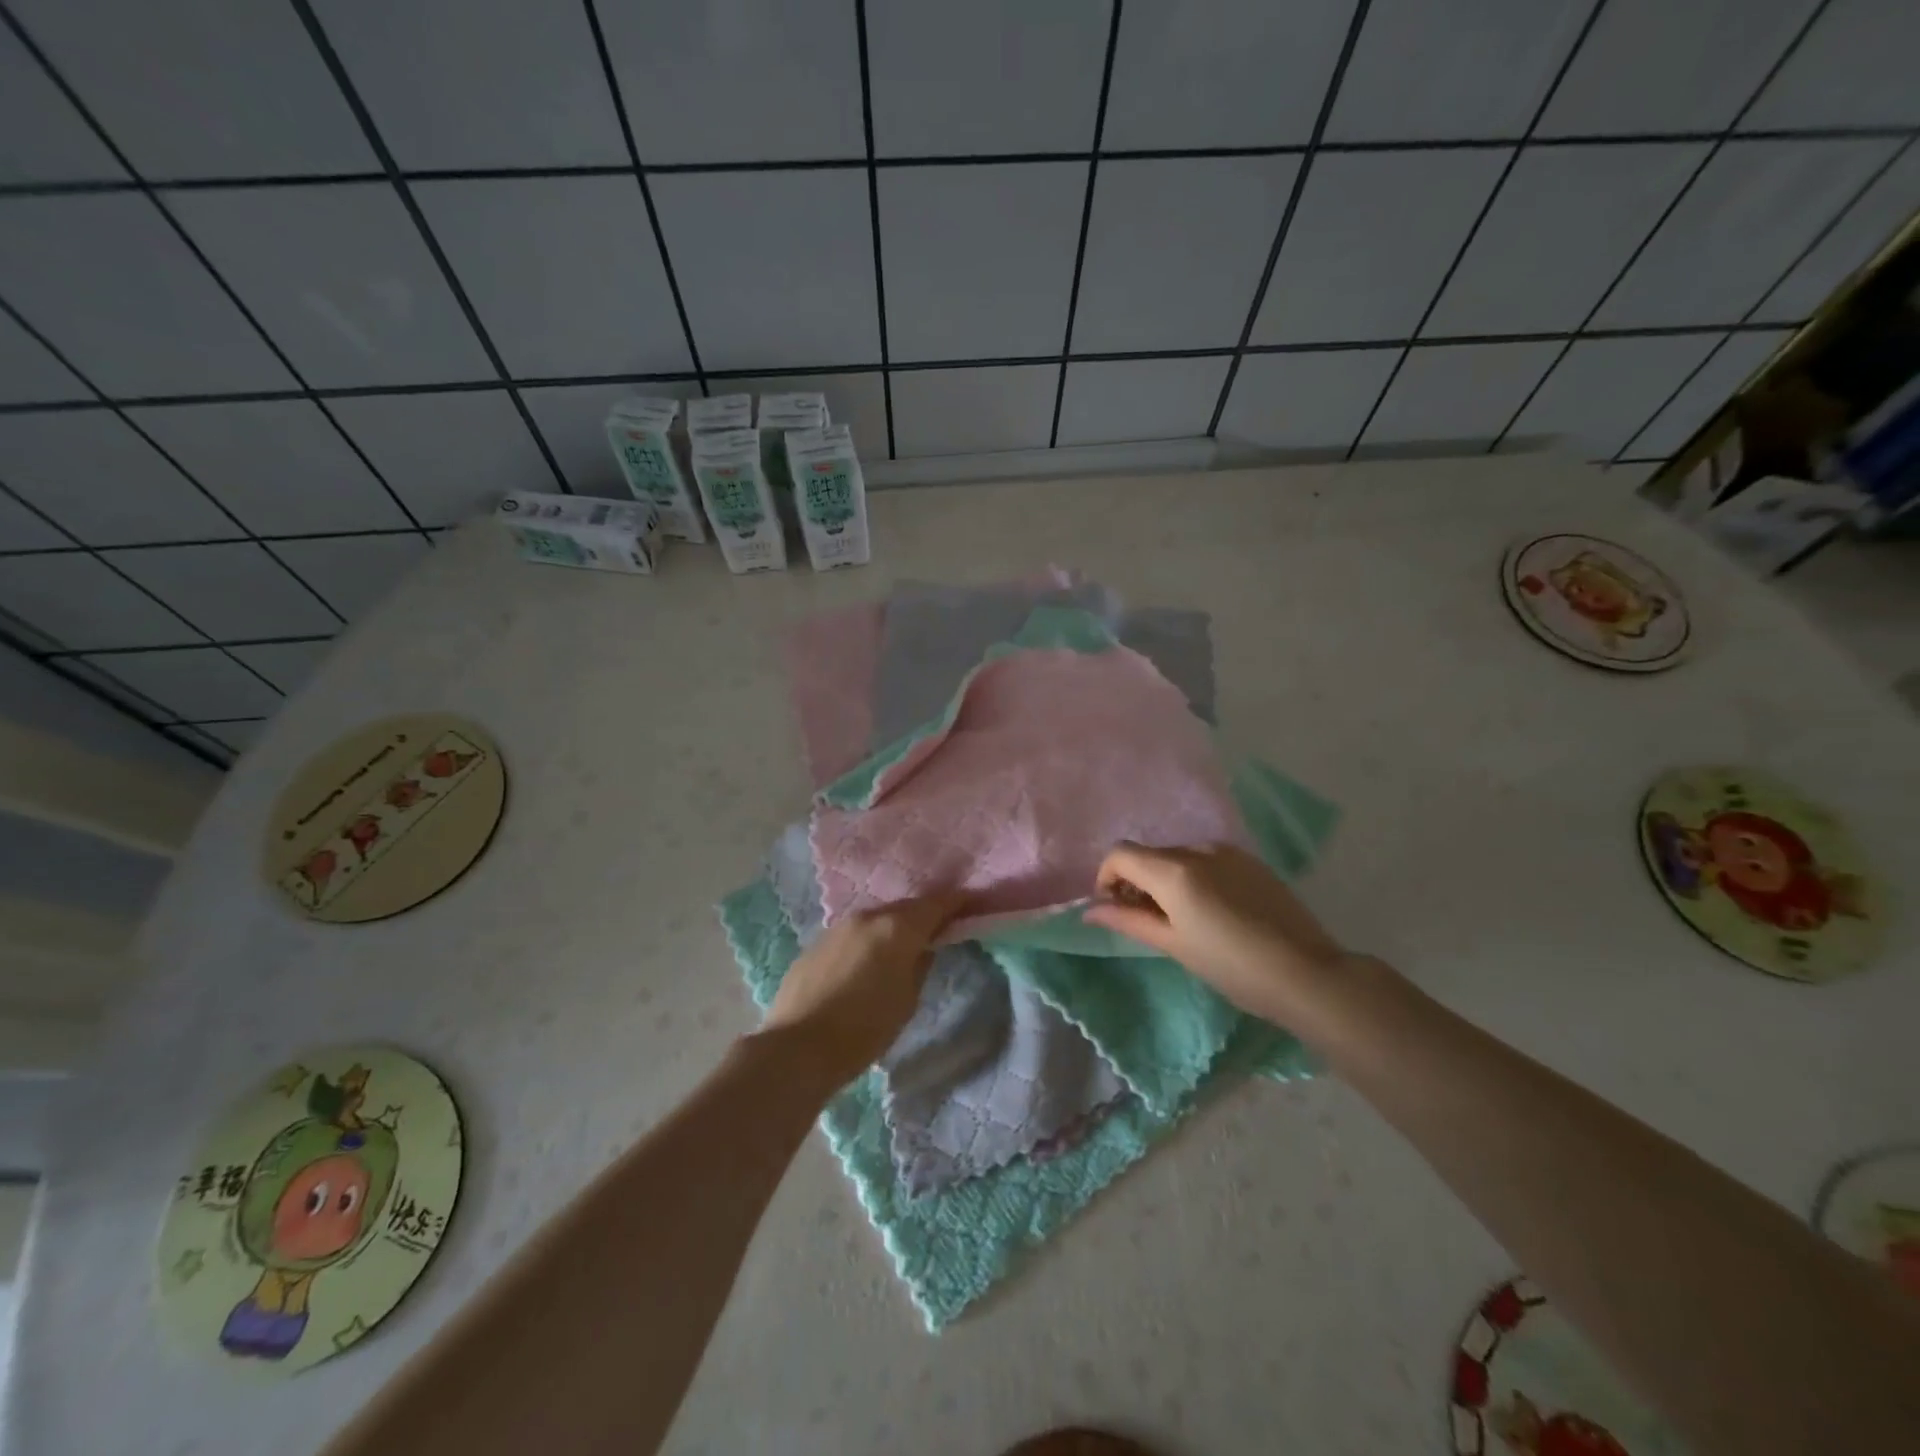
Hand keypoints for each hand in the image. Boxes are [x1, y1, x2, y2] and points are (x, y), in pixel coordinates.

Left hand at [760, 892, 965, 1085]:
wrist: (797, 1047)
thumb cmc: (864, 1029)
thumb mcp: (907, 1001)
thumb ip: (920, 966)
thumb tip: (922, 949)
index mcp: (896, 928)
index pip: (936, 904)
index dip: (958, 902)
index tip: (973, 903)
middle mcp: (867, 917)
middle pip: (904, 908)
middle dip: (924, 916)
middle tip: (940, 929)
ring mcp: (838, 927)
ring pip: (876, 920)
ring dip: (893, 928)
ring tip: (903, 947)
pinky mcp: (816, 943)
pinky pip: (853, 934)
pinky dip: (868, 941)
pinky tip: (867, 963)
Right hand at [1083, 842, 1351, 1024]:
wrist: (1306, 973)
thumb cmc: (1231, 966)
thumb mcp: (1174, 945)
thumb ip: (1129, 920)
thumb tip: (1090, 910)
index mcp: (1174, 870)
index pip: (1121, 854)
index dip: (1106, 877)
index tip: (1113, 907)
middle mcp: (1198, 849)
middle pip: (1150, 854)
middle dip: (1136, 881)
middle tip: (1145, 920)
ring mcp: (1228, 852)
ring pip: (1178, 856)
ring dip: (1166, 879)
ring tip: (1181, 918)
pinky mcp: (1251, 861)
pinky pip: (1207, 860)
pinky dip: (1194, 877)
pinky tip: (1212, 911)